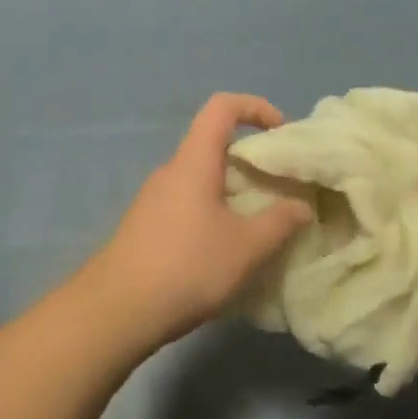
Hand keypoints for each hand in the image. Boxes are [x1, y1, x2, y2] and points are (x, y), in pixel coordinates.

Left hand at [83, 94, 310, 350]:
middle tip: (279, 186)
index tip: (280, 131)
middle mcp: (171, 171)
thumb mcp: (246, 247)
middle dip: (250, 159)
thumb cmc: (187, 267)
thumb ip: (280, 221)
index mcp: (194, 161)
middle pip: (213, 144)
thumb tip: (302, 206)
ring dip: (232, 189)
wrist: (115, 311)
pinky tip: (224, 249)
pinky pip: (187, 202)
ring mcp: (153, 198)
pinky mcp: (146, 225)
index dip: (255, 107)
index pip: (222, 107)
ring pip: (200, 177)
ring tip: (258, 223)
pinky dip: (213, 210)